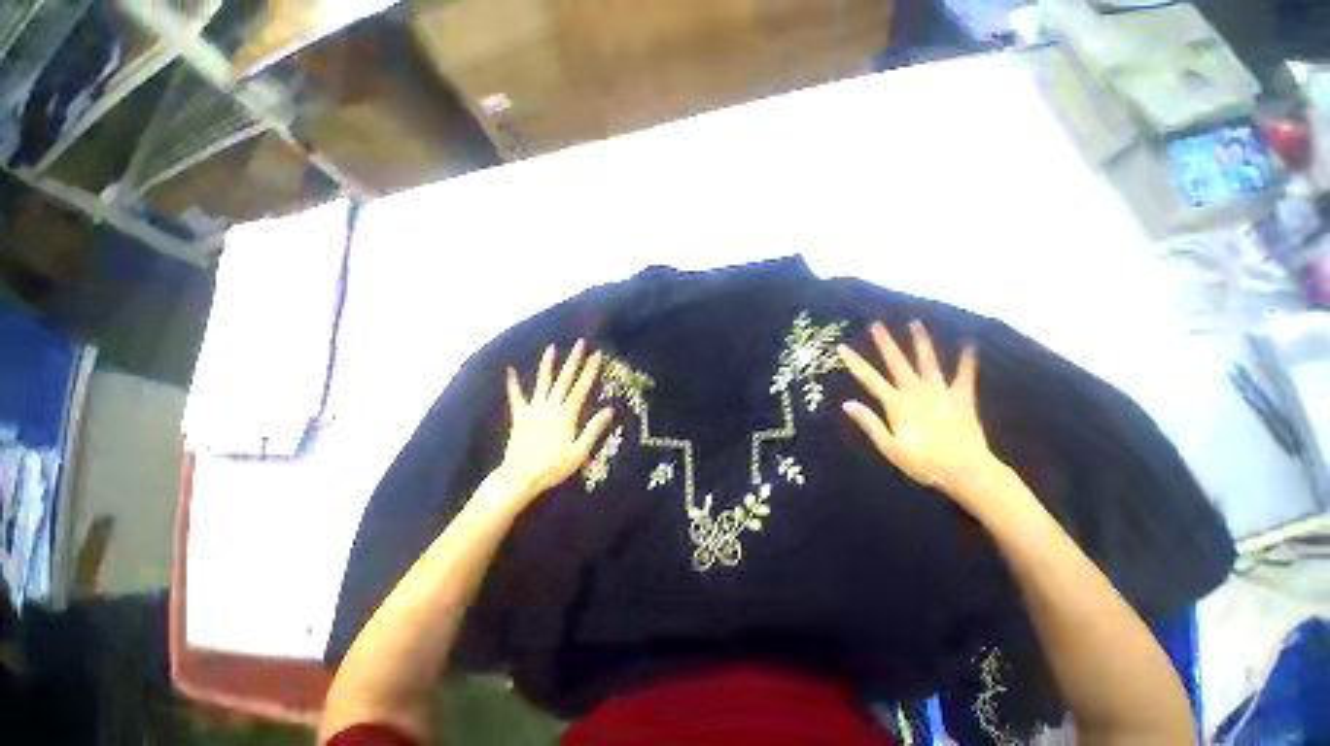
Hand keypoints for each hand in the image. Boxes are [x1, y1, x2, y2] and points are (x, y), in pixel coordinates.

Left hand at [497, 340, 614, 501]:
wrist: (520, 477)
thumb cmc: (553, 467)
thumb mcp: (580, 452)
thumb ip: (594, 429)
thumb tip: (609, 409)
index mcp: (567, 415)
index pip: (581, 388)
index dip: (590, 370)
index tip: (596, 354)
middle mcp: (551, 407)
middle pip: (564, 380)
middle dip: (573, 360)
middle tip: (580, 343)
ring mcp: (533, 410)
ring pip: (542, 383)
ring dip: (547, 365)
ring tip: (551, 348)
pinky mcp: (520, 417)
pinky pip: (516, 397)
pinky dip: (513, 383)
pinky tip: (510, 370)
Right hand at [837, 320, 1001, 507]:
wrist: (967, 471)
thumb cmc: (924, 463)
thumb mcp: (890, 448)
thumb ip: (870, 424)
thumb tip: (847, 404)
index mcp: (897, 405)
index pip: (869, 379)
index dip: (854, 362)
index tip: (842, 347)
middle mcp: (917, 392)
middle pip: (897, 363)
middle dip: (885, 344)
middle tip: (876, 325)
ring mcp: (941, 393)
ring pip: (928, 362)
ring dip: (921, 343)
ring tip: (915, 323)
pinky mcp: (963, 398)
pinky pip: (965, 375)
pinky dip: (967, 360)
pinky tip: (969, 344)